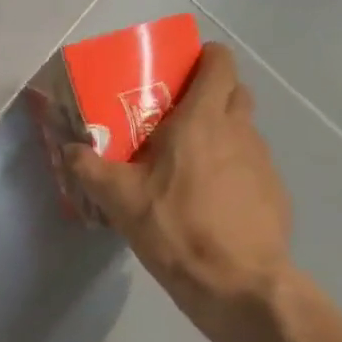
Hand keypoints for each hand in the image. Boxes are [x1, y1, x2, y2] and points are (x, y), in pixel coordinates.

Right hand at [65, 44, 292, 341]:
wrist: (237, 284)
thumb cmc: (176, 229)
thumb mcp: (120, 200)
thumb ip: (90, 168)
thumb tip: (67, 150)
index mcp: (203, 120)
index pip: (220, 63)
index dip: (205, 57)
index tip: (181, 70)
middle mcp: (239, 130)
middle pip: (235, 91)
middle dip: (211, 93)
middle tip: (178, 116)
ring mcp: (263, 161)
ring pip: (243, 129)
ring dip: (221, 134)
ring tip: (190, 164)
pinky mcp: (274, 192)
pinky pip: (251, 165)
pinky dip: (233, 169)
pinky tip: (211, 200)